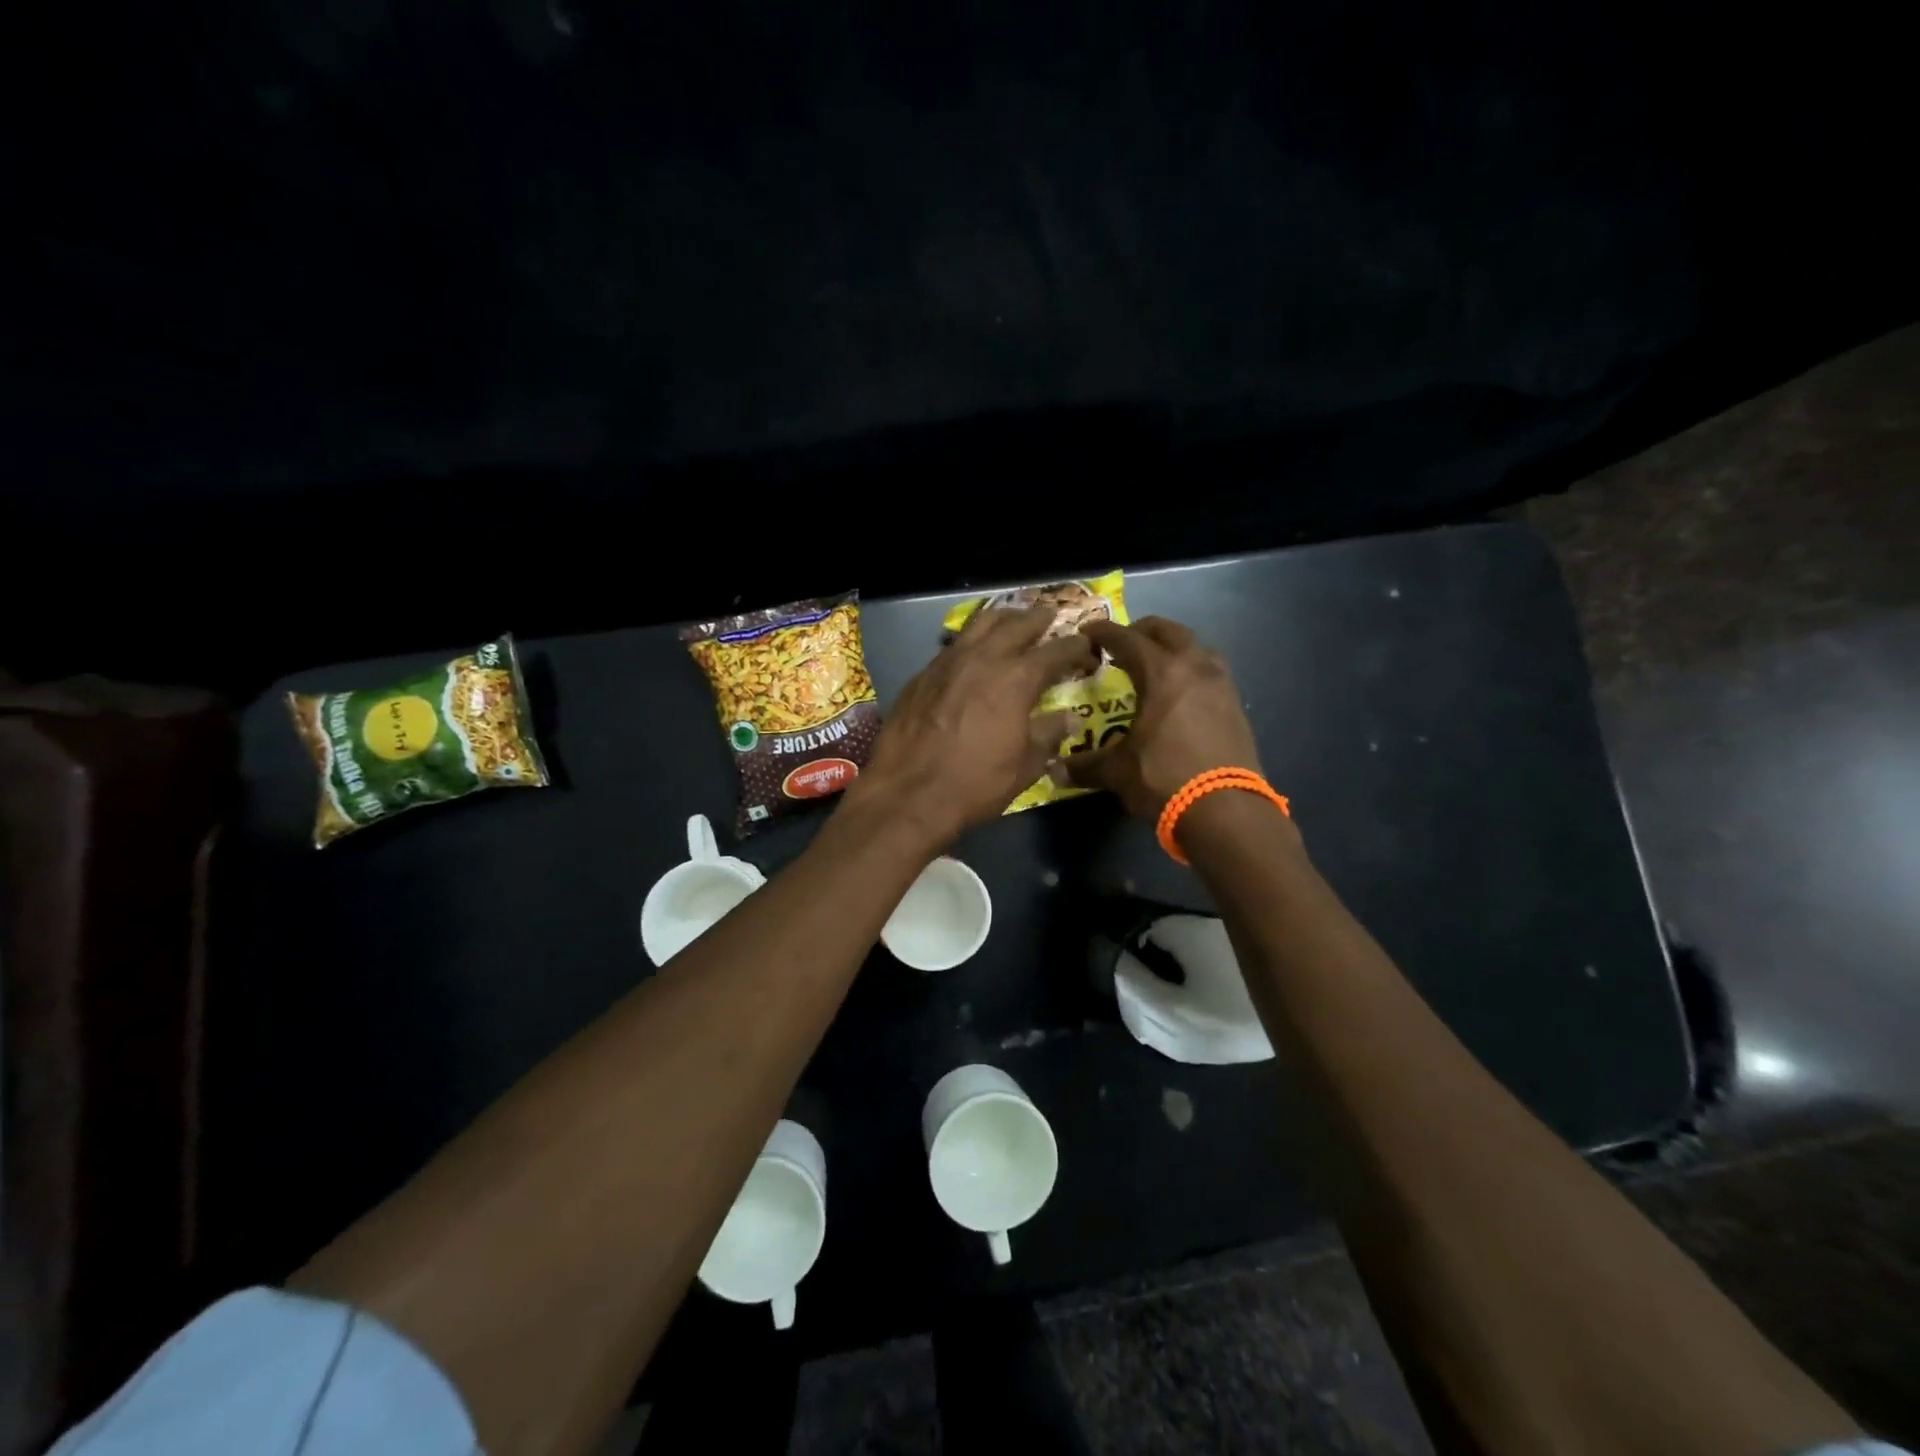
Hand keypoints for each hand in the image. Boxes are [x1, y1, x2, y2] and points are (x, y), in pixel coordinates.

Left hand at [852, 605, 1098, 846]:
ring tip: (1012, 620)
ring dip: (1002, 619)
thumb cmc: (975, 783)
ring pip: (980, 624)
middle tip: (1050, 617)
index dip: (1076, 648)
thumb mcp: (1025, 766)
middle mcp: (984, 657)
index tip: (1087, 649)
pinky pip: (954, 644)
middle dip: (1038, 619)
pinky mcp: (923, 673)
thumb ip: (1049, 735)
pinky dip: (972, 640)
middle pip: (1017, 624)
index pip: (1056, 651)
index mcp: (1017, 678)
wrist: (907, 792)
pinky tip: (973, 652)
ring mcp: (948, 661)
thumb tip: (1069, 718)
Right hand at [1062, 616, 1260, 818]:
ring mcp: (1221, 684)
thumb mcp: (1118, 772)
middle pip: (1167, 631)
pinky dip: (1191, 671)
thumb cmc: (1165, 779)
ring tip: (1155, 666)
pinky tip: (1180, 695)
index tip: (1087, 633)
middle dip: (1141, 631)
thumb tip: (1055, 772)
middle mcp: (1194, 667)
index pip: (1127, 639)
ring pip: (1196, 647)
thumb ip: (1086, 765)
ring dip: (1172, 648)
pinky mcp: (1236, 705)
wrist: (1227, 811)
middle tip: (1121, 645)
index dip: (1103, 633)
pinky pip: (1210, 672)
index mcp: (1162, 673)